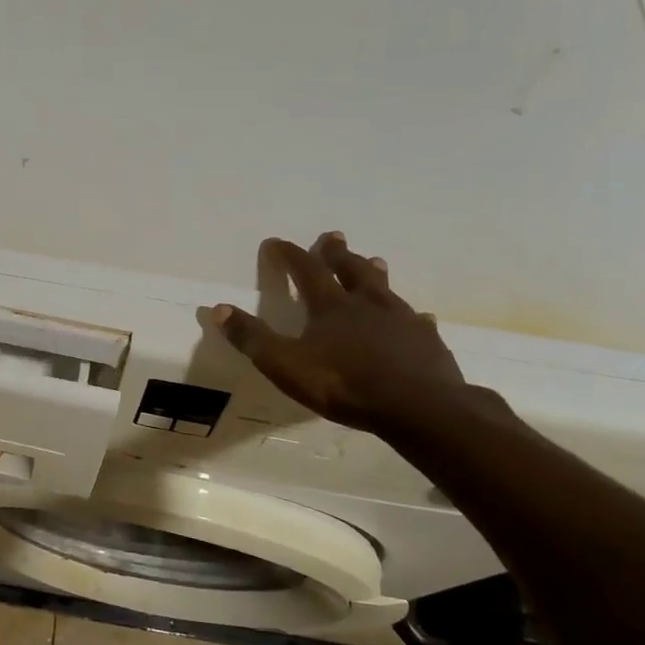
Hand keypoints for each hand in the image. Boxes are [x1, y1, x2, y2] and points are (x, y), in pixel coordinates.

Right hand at [210, 233, 466, 434]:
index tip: (275, 242)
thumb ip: (252, 338)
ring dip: (375, 273)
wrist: (418, 407)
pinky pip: (418, 322)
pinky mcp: (427, 342)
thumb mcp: (284, 364)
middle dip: (336, 253)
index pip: (305, 270)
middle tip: (332, 237)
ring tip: (374, 260)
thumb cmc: (344, 384)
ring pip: (385, 288)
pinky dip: (412, 317)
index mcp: (330, 306)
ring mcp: (402, 320)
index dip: (288, 255)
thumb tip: (217, 309)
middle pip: (350, 270)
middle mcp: (366, 304)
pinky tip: (420, 319)